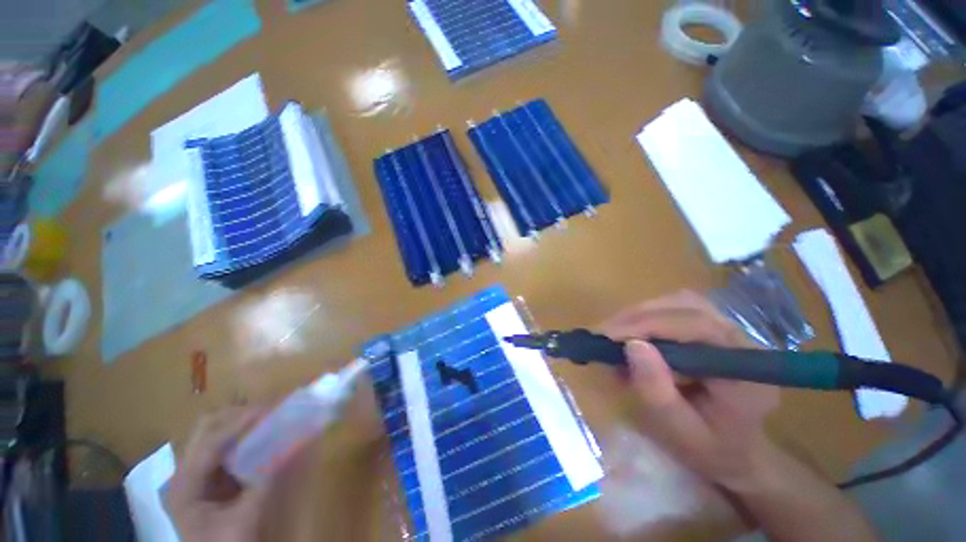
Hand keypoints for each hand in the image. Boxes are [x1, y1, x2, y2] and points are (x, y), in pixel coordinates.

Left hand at [166, 407, 270, 541]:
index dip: (239, 423)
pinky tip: (259, 434)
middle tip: (268, 411)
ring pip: (213, 432)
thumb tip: (290, 447)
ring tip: (266, 418)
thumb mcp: (245, 519)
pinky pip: (222, 445)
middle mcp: (184, 473)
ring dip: (239, 422)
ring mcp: (194, 473)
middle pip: (206, 429)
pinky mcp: (207, 476)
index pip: (210, 443)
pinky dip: (241, 435)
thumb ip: (264, 484)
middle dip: (237, 415)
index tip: (268, 409)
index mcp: (185, 485)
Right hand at [601, 291, 779, 491]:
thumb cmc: (709, 449)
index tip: (609, 336)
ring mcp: (725, 331)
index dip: (649, 325)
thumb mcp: (680, 432)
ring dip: (639, 315)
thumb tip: (632, 345)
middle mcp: (739, 341)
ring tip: (612, 335)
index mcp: (746, 369)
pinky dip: (644, 318)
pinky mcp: (708, 329)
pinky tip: (628, 335)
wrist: (733, 451)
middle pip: (685, 307)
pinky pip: (673, 310)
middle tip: (603, 334)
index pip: (698, 326)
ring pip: (676, 303)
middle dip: (638, 317)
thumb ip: (657, 392)